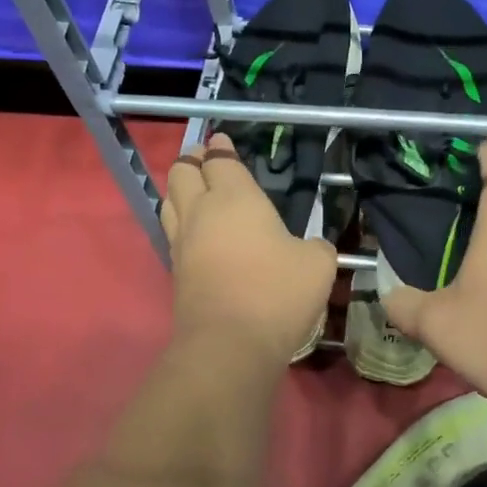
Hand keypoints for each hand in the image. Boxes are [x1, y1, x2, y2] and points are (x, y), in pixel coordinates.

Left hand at [161, 135, 338, 364]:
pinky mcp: (175, 270)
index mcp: (235, 198)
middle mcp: (201, 212)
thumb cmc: (277, 293)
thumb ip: (315, 246)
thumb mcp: (318, 264)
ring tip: (194, 189)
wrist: (230, 344)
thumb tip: (309, 248)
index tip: (221, 142)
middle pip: (182, 172)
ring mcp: (182, 241)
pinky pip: (172, 231)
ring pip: (169, 199)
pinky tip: (195, 230)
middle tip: (205, 160)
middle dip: (192, 160)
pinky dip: (179, 220)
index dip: (220, 148)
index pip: (220, 161)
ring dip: (179, 188)